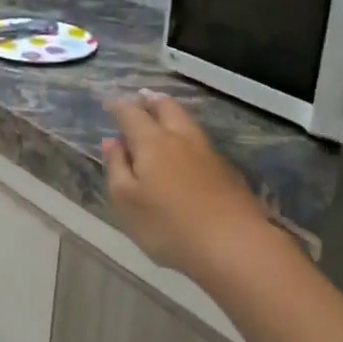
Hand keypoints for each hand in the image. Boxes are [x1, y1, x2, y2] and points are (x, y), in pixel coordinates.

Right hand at [103, 90, 276, 278]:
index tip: (109, 102)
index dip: (118, 106)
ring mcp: (208, 152)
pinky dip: (186, 134)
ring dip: (171, 113)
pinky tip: (186, 147)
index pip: (131, 114)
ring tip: (162, 114)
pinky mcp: (226, 170)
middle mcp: (181, 138)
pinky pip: (200, 141)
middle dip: (151, 100)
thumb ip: (116, 167)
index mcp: (152, 142)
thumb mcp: (127, 201)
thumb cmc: (169, 225)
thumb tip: (112, 141)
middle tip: (141, 97)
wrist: (234, 244)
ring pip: (187, 121)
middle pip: (166, 107)